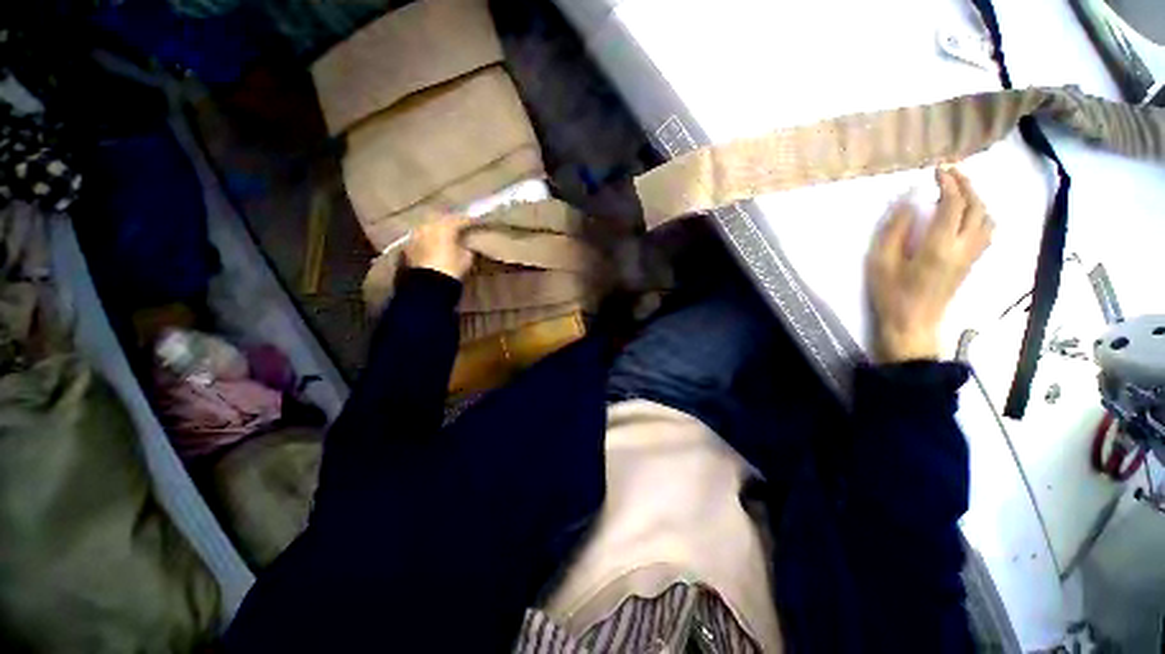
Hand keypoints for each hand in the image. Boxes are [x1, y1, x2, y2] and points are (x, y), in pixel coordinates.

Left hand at [404, 216, 473, 279]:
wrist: (429, 285)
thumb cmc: (452, 268)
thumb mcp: (467, 258)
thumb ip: (466, 246)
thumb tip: (463, 244)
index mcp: (444, 226)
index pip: (460, 220)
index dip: (469, 221)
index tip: (476, 222)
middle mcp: (427, 226)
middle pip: (441, 221)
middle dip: (450, 223)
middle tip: (459, 227)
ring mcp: (415, 236)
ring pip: (429, 228)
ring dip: (437, 231)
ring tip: (445, 236)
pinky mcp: (408, 247)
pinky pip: (421, 239)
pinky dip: (429, 240)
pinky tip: (434, 246)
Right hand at [867, 167, 993, 362]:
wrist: (913, 323)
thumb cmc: (891, 294)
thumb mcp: (881, 263)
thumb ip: (895, 231)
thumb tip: (909, 203)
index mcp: (939, 246)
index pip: (953, 204)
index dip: (948, 183)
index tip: (936, 171)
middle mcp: (963, 247)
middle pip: (976, 206)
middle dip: (966, 184)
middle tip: (951, 172)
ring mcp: (971, 255)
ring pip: (987, 217)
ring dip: (976, 198)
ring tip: (959, 189)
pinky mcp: (972, 262)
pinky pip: (987, 231)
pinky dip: (982, 214)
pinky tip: (969, 213)